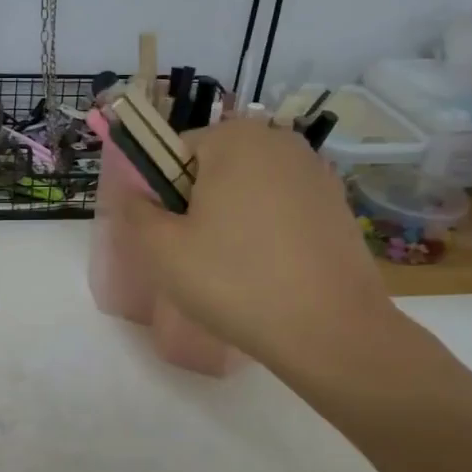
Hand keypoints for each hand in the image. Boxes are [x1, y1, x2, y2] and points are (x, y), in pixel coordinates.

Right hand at [117, 117, 413, 392]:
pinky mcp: (338, 206)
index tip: (173, 237)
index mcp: (236, 138)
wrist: (332, 332)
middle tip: (199, 257)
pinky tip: (270, 273)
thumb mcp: (162, 249)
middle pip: (214, 168)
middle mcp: (280, 142)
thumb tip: (133, 193)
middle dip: (200, 206)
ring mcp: (316, 173)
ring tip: (236, 270)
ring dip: (233, 220)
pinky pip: (282, 209)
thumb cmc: (236, 281)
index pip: (175, 153)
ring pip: (248, 191)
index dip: (164, 196)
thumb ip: (134, 210)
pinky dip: (268, 233)